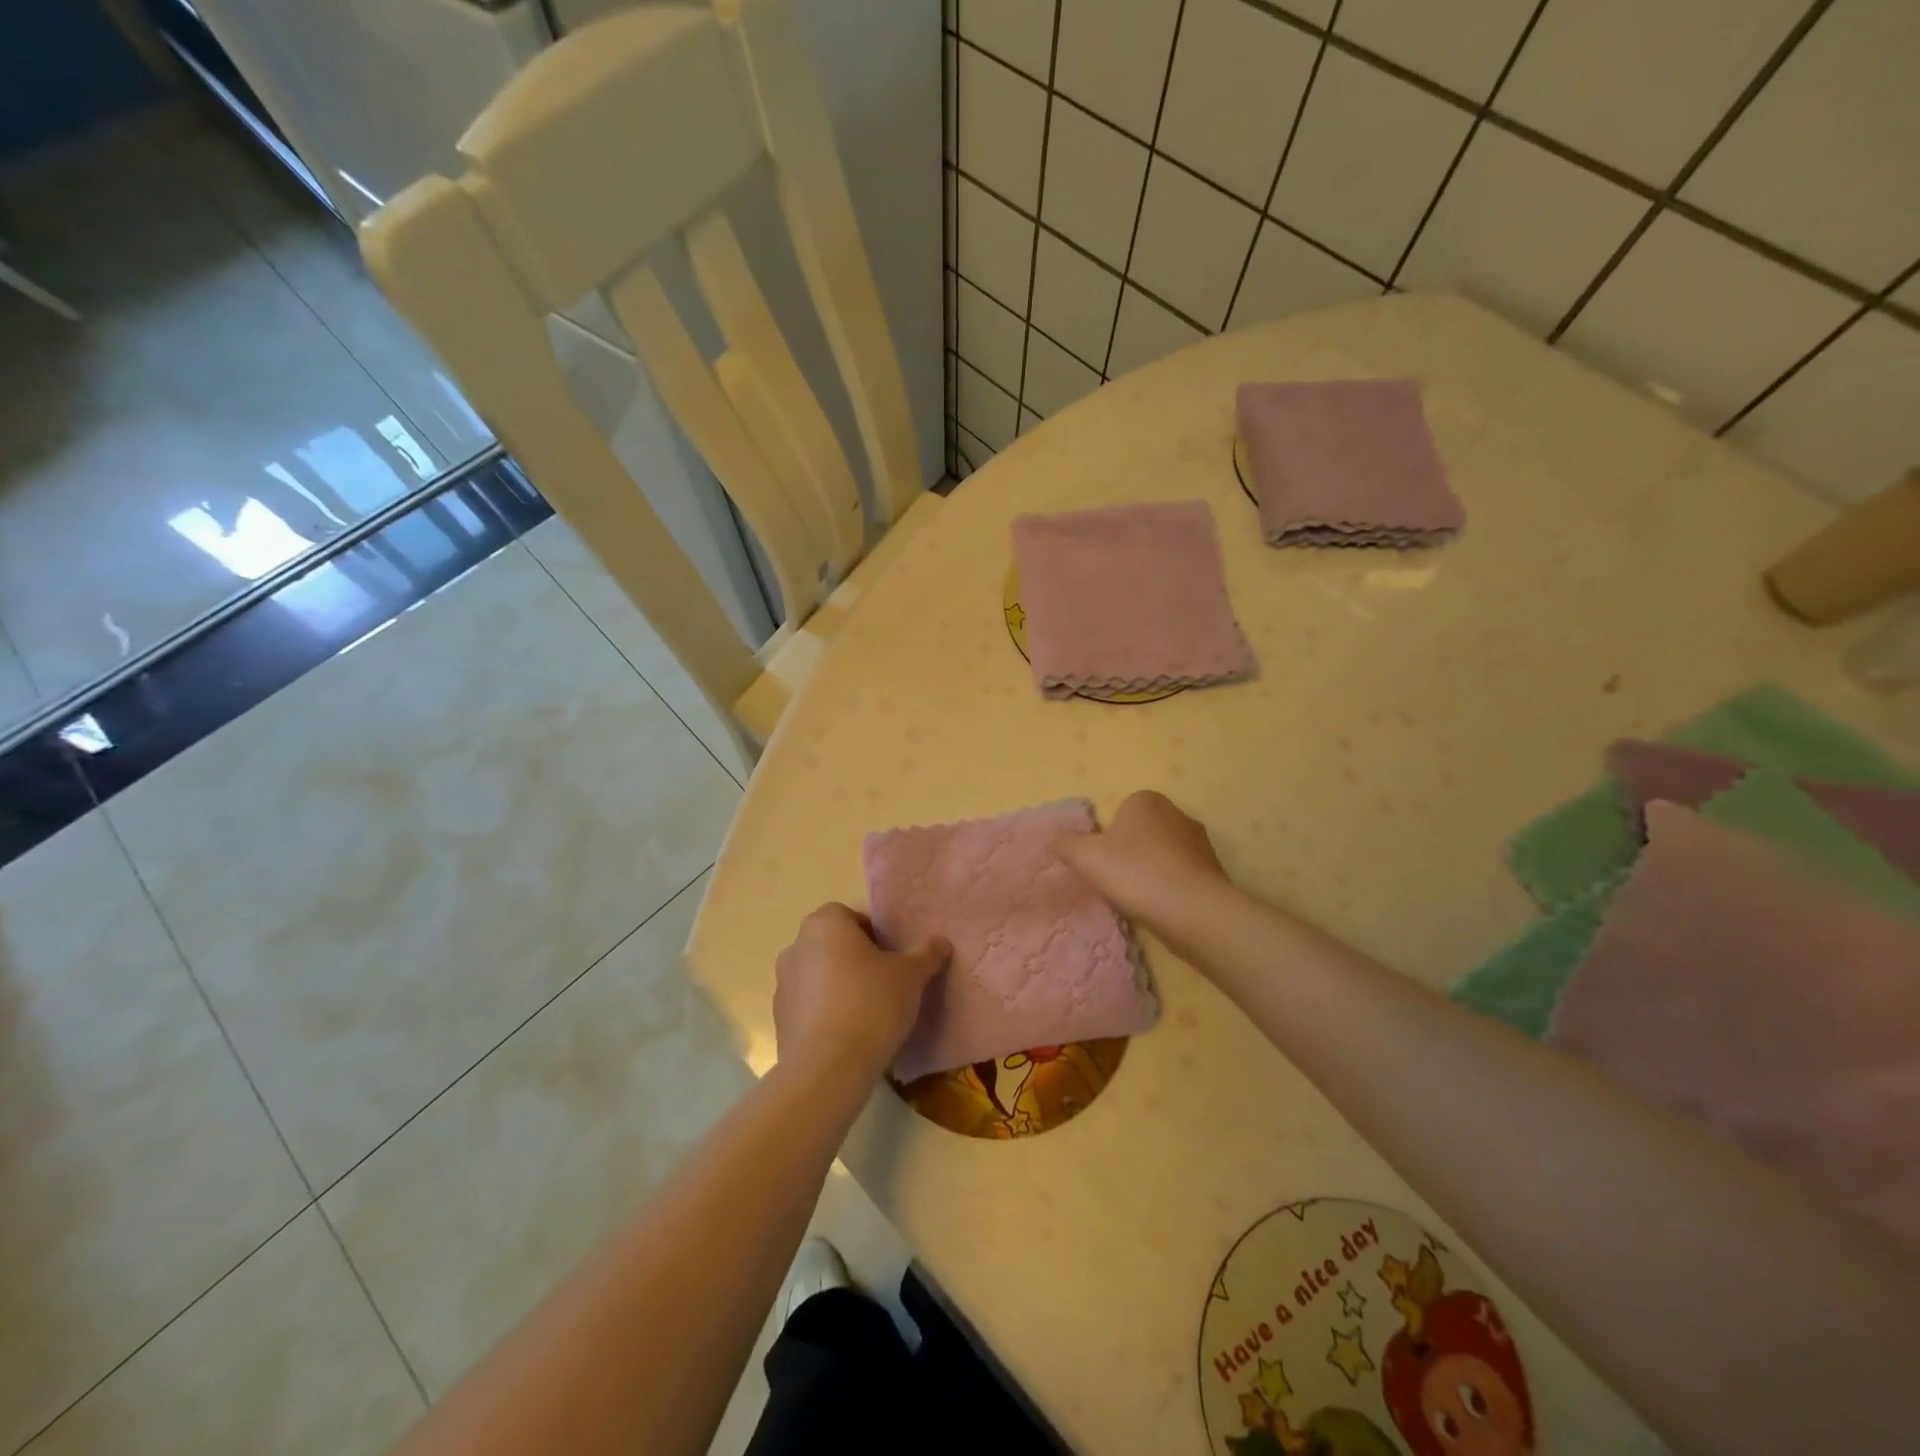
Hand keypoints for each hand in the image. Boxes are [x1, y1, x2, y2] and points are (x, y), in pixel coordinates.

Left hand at [773, 904, 950, 1083]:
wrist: (827, 1069)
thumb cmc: (871, 1004)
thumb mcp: (911, 975)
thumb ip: (927, 954)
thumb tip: (941, 942)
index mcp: (824, 924)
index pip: (850, 916)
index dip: (874, 935)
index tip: (892, 959)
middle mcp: (796, 946)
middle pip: (833, 945)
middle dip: (856, 960)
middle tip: (885, 984)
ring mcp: (782, 984)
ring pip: (820, 976)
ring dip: (839, 987)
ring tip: (868, 1013)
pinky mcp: (779, 1020)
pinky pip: (809, 1006)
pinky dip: (826, 1013)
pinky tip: (848, 1035)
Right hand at [1056, 790, 1230, 937]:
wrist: (1193, 910)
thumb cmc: (1135, 873)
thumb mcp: (1085, 857)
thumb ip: (1066, 843)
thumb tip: (1058, 838)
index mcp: (1145, 800)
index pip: (1119, 812)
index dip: (1106, 838)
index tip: (1102, 863)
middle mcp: (1176, 812)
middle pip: (1141, 833)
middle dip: (1129, 853)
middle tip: (1116, 881)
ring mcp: (1199, 841)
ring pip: (1162, 854)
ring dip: (1150, 872)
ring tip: (1139, 899)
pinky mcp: (1213, 869)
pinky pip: (1181, 875)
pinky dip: (1170, 888)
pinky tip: (1162, 907)